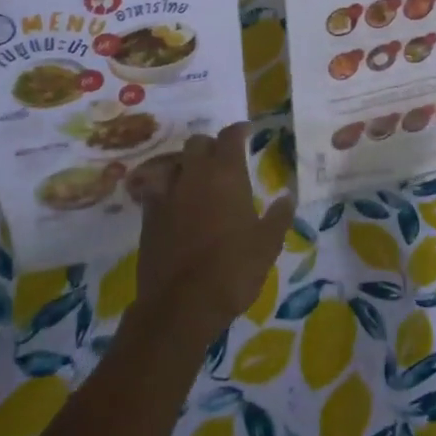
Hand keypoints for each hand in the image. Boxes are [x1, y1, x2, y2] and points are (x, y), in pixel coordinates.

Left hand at [133, 122, 294, 341]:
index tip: (247, 132)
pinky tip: (174, 203)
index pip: (230, 137)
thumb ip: (278, 216)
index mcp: (226, 174)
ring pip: (173, 163)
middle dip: (211, 146)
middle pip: (197, 143)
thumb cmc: (233, 270)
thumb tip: (287, 196)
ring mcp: (166, 194)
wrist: (181, 304)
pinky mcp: (148, 216)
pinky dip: (166, 189)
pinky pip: (155, 189)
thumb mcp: (267, 245)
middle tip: (223, 159)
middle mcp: (194, 175)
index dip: (239, 131)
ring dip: (186, 164)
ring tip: (195, 178)